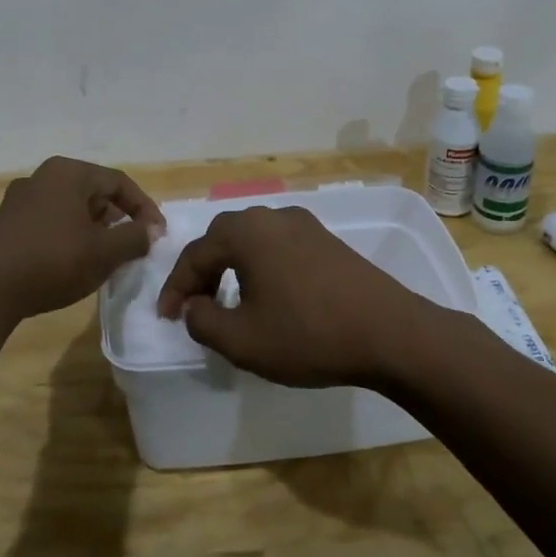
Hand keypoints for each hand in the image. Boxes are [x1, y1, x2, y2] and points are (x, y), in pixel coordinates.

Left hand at [0, 157, 165, 319]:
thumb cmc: (53, 261)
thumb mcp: (104, 252)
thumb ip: (134, 238)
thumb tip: (150, 231)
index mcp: (69, 173)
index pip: (119, 182)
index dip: (144, 208)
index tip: (158, 235)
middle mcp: (43, 177)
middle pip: (94, 193)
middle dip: (118, 218)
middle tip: (133, 244)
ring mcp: (20, 200)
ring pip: (71, 208)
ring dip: (94, 230)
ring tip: (106, 257)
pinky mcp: (6, 224)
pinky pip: (50, 222)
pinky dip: (69, 237)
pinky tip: (73, 263)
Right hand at [155, 205, 436, 388]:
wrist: (390, 333)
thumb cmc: (308, 335)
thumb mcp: (242, 340)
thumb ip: (203, 321)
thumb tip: (192, 307)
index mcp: (246, 232)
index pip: (194, 254)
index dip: (175, 288)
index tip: (165, 318)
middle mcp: (273, 216)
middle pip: (222, 239)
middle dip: (202, 273)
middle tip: (194, 307)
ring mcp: (305, 225)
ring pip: (252, 241)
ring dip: (232, 269)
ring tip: (228, 303)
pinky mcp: (327, 241)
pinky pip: (278, 247)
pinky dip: (261, 267)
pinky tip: (268, 296)